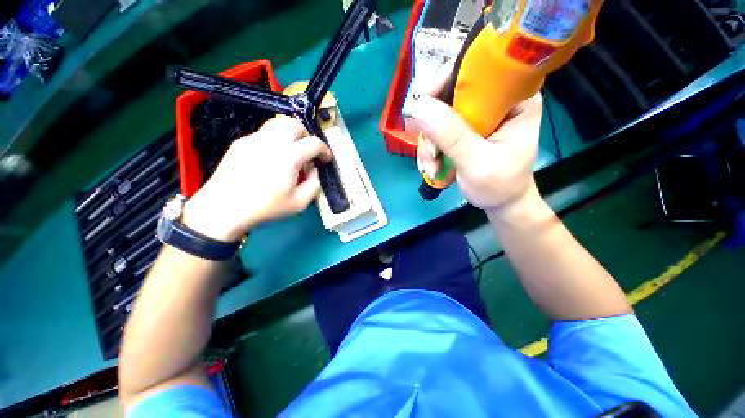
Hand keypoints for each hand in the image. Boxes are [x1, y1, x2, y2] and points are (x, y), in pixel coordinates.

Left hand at [182, 115, 331, 241]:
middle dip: (306, 136)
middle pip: (295, 124)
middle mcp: (272, 141)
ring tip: (291, 151)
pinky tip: (271, 158)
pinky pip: (264, 133)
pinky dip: (275, 140)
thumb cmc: (265, 207)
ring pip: (278, 123)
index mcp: (289, 156)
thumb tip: (314, 170)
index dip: (324, 150)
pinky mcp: (241, 142)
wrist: (223, 208)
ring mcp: (254, 139)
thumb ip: (314, 184)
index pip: (314, 143)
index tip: (325, 159)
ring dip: (290, 134)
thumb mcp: (299, 203)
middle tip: (307, 152)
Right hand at [406, 68, 542, 216]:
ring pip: (437, 115)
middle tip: (431, 156)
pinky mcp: (462, 128)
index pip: (475, 69)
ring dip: (428, 144)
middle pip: (448, 94)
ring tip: (432, 168)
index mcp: (514, 97)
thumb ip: (452, 136)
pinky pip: (435, 130)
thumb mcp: (478, 163)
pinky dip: (429, 149)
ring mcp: (475, 114)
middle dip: (432, 128)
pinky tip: (432, 167)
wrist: (500, 201)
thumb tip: (418, 106)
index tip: (424, 113)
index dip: (443, 85)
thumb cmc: (500, 185)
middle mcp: (493, 99)